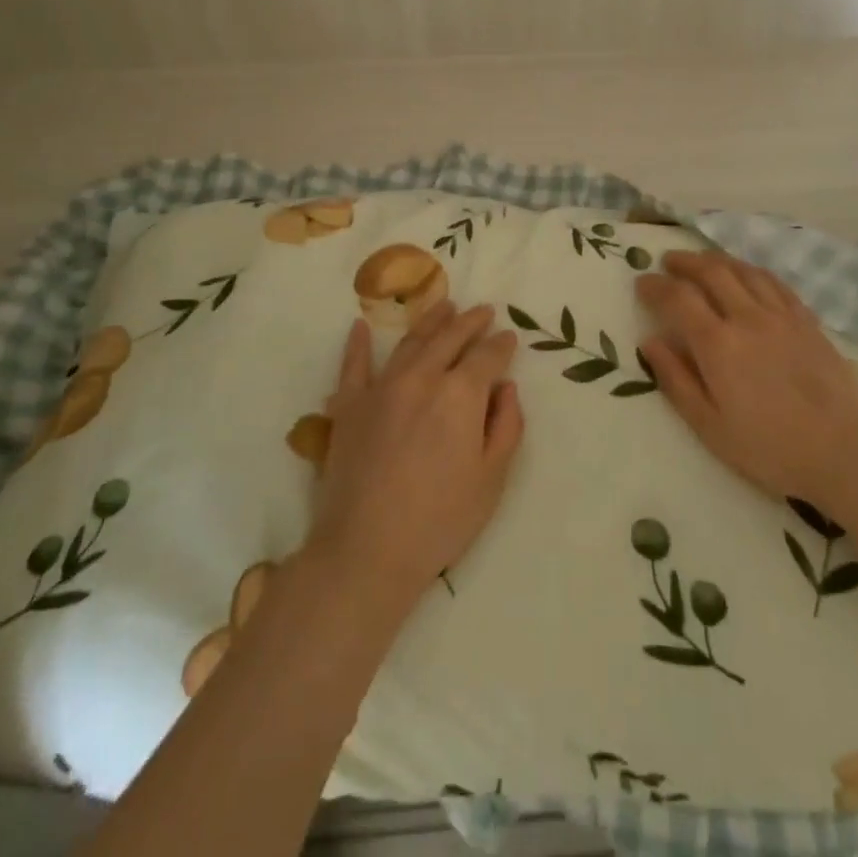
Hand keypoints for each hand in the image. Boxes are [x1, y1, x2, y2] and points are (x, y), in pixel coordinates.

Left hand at [306, 301, 524, 614]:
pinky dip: (357, 343)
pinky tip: (359, 326)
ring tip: (444, 306)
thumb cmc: (440, 519)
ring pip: (410, 342)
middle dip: (470, 322)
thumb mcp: (492, 478)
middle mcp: (422, 377)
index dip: (501, 345)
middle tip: (483, 310)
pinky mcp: (349, 405)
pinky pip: (353, 365)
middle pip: (450, 338)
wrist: (366, 551)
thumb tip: (505, 387)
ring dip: (430, 321)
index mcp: (460, 394)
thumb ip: (506, 425)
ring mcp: (381, 387)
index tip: (509, 337)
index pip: (487, 356)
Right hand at [637, 250, 857, 508]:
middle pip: (712, 272)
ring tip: (703, 262)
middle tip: (668, 262)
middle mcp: (747, 317)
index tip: (641, 282)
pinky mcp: (808, 322)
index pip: (678, 298)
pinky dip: (752, 272)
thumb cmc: (769, 448)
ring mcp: (781, 316)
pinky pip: (775, 283)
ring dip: (717, 260)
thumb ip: (676, 379)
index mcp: (718, 344)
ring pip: (744, 271)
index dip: (655, 286)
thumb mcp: (710, 426)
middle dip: (685, 262)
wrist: (845, 452)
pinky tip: (748, 276)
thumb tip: (650, 341)